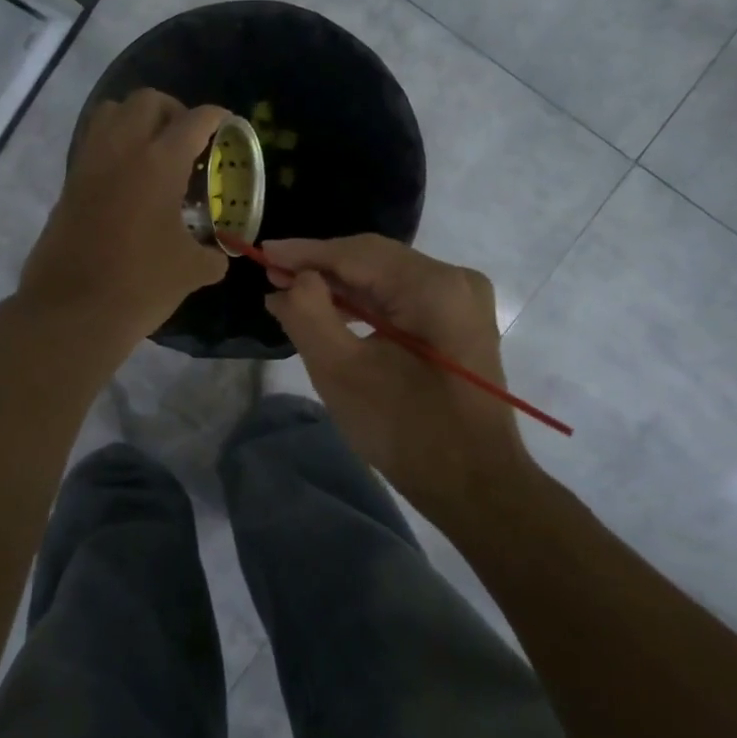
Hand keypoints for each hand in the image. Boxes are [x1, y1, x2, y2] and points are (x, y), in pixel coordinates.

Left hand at [14, 90, 230, 356]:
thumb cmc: (140, 285)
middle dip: (173, 110)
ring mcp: (89, 164)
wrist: (72, 312)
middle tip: (187, 139)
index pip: (194, 120)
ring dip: (135, 119)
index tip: (227, 124)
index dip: (217, 117)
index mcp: (159, 163)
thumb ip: (212, 255)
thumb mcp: (191, 271)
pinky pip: (92, 143)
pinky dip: (113, 144)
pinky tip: (129, 179)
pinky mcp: (69, 184)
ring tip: (153, 150)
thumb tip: (219, 255)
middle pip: (147, 101)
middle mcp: (122, 150)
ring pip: (110, 112)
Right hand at [263, 235, 527, 516]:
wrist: (474, 485)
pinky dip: (364, 302)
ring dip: (340, 285)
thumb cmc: (406, 431)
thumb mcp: (341, 372)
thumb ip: (308, 315)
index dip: (305, 252)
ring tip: (291, 292)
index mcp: (435, 287)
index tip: (262, 253)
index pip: (357, 253)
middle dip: (321, 267)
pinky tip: (331, 310)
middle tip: (271, 274)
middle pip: (374, 259)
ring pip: (386, 277)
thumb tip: (294, 280)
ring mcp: (462, 299)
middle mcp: (455, 279)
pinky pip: (402, 297)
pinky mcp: (459, 320)